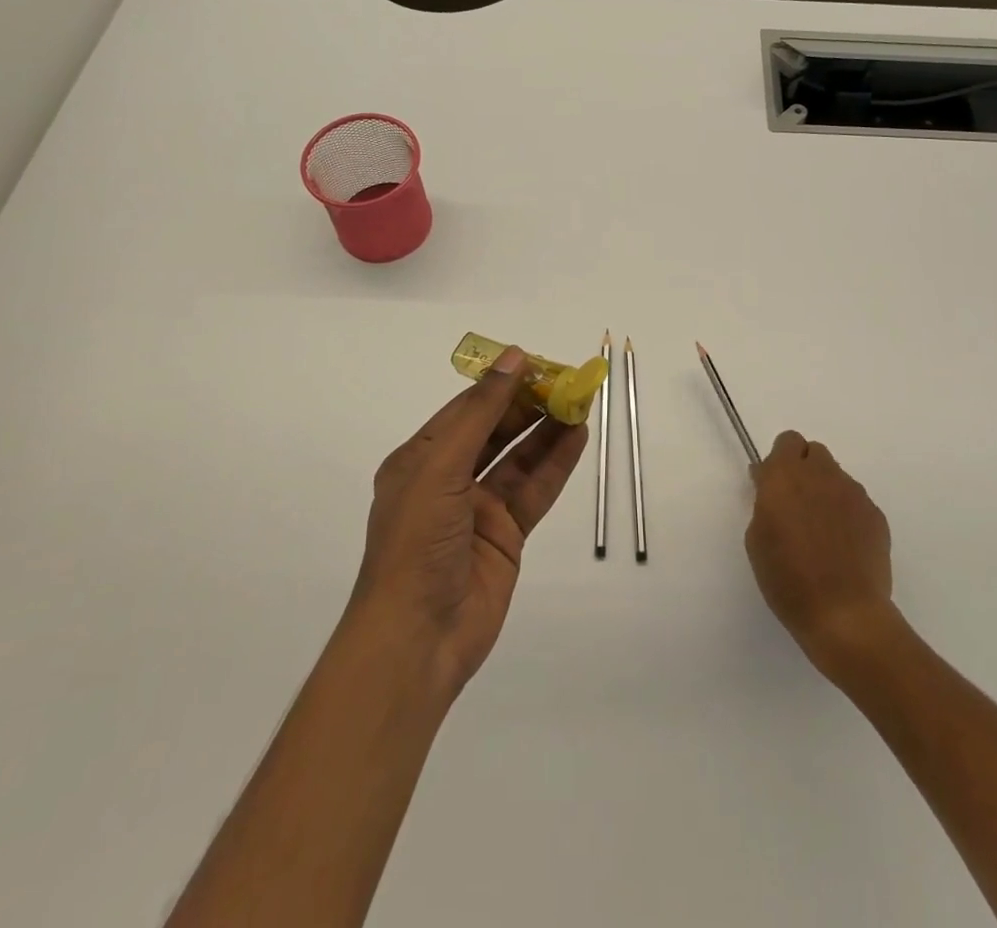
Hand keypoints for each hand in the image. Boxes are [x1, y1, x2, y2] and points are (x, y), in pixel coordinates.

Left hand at [349, 347, 588, 698]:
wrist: (417, 639)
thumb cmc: (416, 542)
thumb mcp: (441, 467)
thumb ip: (480, 413)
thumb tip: (512, 357)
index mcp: (420, 459)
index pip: (466, 409)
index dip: (501, 384)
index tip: (536, 362)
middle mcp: (448, 478)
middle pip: (495, 430)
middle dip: (529, 405)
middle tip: (567, 381)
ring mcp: (478, 509)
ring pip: (519, 458)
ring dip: (547, 431)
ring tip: (580, 402)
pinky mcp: (505, 536)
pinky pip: (534, 490)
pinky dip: (555, 465)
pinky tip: (578, 439)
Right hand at [746, 430, 896, 674]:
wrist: (844, 615)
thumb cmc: (788, 579)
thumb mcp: (757, 539)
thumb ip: (765, 502)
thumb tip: (771, 486)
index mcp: (785, 476)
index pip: (787, 441)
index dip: (780, 460)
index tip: (773, 487)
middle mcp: (821, 475)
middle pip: (814, 452)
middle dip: (804, 469)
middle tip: (797, 505)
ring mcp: (853, 494)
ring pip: (836, 477)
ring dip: (826, 491)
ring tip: (823, 532)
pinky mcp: (876, 515)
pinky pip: (856, 502)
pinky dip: (847, 514)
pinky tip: (843, 547)